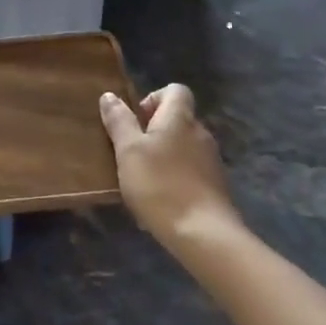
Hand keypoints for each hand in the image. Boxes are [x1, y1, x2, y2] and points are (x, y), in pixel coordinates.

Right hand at [99, 84, 241, 248]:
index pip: (175, 90)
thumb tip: (110, 95)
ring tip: (143, 177)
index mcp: (180, 118)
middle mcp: (200, 132)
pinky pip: (192, 169)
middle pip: (178, 118)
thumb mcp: (128, 152)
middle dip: (154, 129)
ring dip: (165, 154)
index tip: (135, 120)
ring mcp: (211, 160)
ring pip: (184, 145)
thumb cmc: (160, 185)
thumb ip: (119, 122)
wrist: (204, 234)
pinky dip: (176, 175)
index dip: (153, 98)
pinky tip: (161, 198)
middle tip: (132, 151)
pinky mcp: (216, 185)